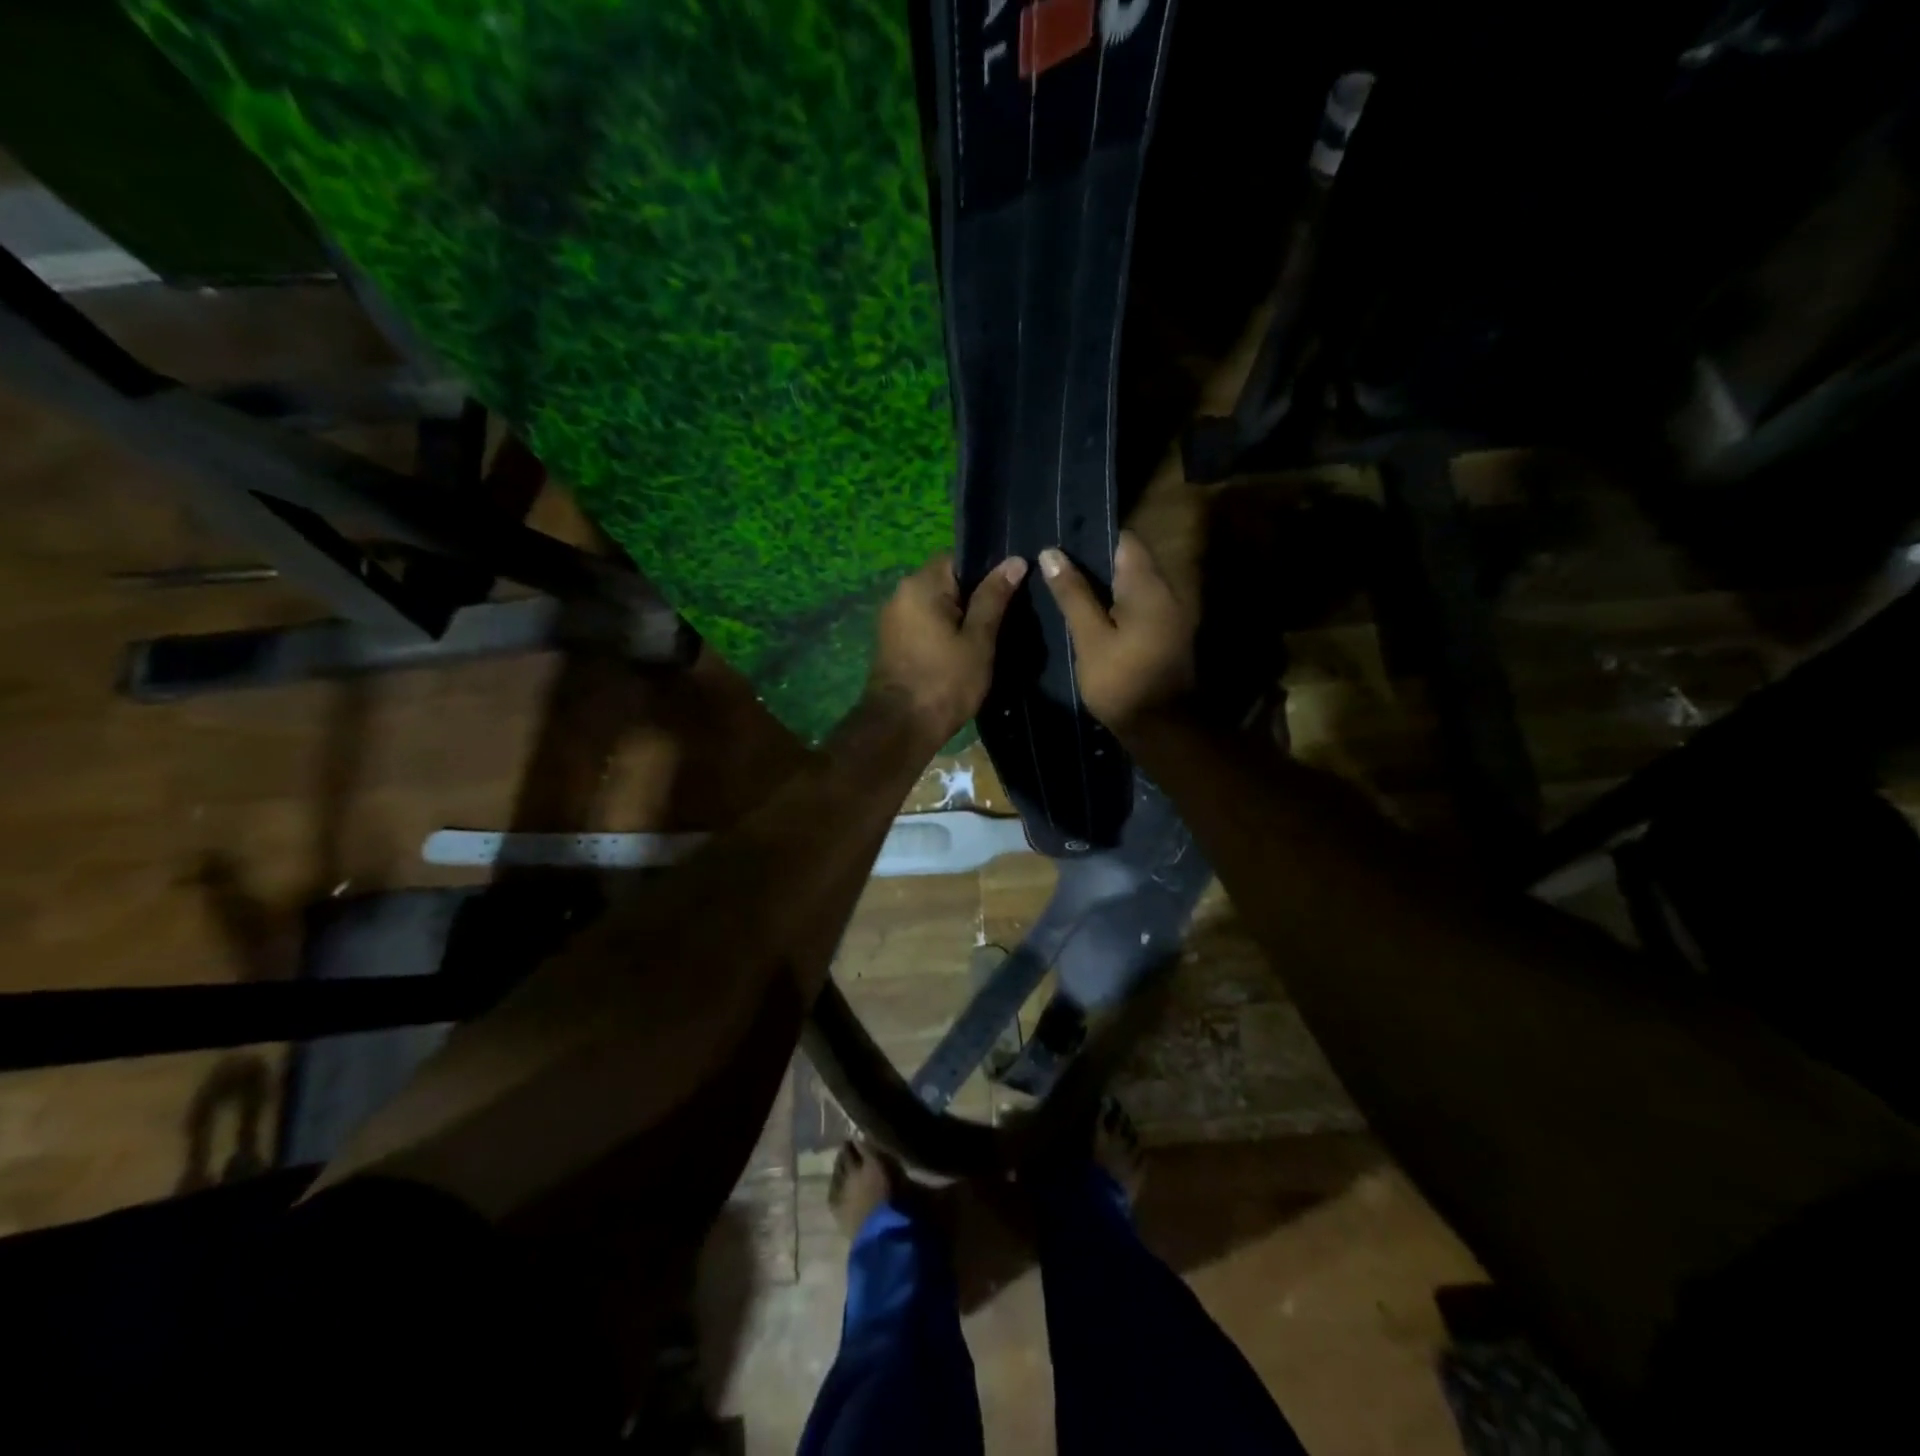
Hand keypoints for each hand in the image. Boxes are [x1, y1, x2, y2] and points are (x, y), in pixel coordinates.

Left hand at [868, 553, 1026, 747]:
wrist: (900, 727)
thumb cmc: (945, 681)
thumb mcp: (978, 640)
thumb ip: (994, 598)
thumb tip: (1014, 561)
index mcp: (921, 584)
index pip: (959, 558)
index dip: (987, 570)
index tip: (1011, 589)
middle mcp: (901, 594)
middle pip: (946, 582)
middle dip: (975, 596)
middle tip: (1007, 615)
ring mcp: (893, 619)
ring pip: (936, 606)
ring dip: (959, 617)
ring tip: (989, 635)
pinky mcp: (892, 642)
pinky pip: (925, 624)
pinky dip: (944, 632)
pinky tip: (964, 650)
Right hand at [1039, 530, 1195, 733]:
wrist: (1161, 728)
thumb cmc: (1122, 681)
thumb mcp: (1090, 637)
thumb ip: (1073, 594)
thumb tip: (1051, 552)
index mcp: (1149, 586)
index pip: (1125, 540)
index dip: (1093, 537)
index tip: (1062, 542)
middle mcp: (1167, 591)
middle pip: (1131, 561)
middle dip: (1095, 561)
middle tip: (1057, 566)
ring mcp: (1171, 614)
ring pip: (1135, 586)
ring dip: (1105, 585)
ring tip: (1068, 588)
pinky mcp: (1168, 634)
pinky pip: (1140, 606)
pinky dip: (1117, 605)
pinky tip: (1091, 615)